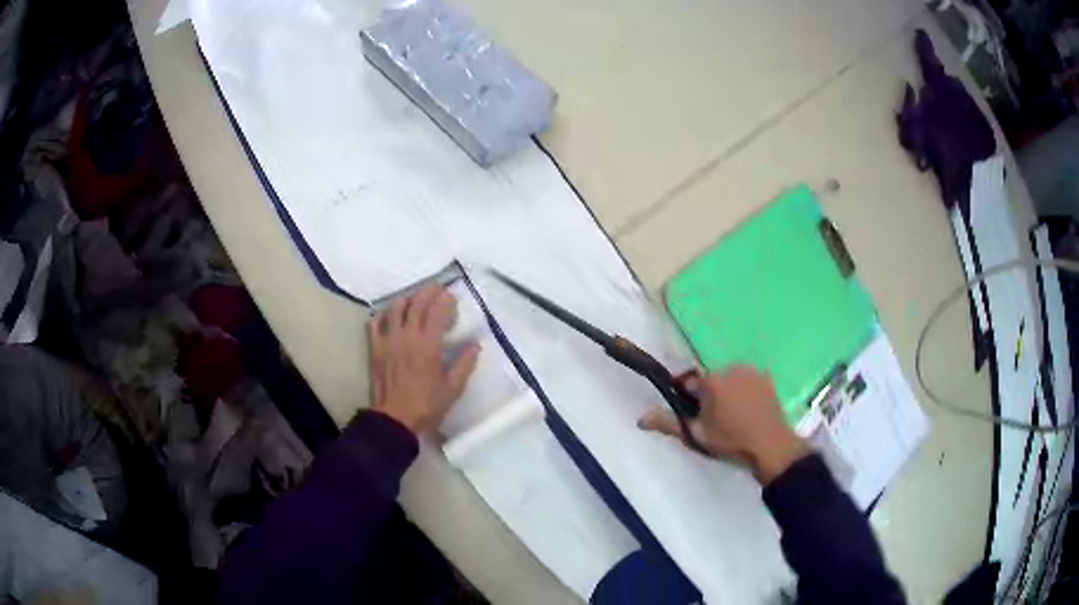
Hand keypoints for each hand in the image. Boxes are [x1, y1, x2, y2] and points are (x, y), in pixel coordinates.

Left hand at [367, 285, 480, 434]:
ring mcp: (388, 341)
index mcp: (428, 345)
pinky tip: (389, 318)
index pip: (437, 311)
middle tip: (437, 289)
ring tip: (414, 299)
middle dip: (428, 292)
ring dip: (406, 299)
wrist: (394, 420)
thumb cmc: (426, 406)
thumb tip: (475, 345)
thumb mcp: (453, 388)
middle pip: (416, 304)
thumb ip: (465, 364)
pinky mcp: (375, 349)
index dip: (445, 300)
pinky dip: (383, 316)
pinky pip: (374, 324)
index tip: (452, 296)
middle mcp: (407, 336)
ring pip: (394, 309)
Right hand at [638, 366, 808, 483]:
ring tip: (733, 418)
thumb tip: (640, 418)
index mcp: (711, 379)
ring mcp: (752, 371)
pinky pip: (748, 381)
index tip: (694, 416)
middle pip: (711, 379)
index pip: (690, 382)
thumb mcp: (696, 435)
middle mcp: (731, 368)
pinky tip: (749, 412)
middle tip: (714, 421)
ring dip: (727, 392)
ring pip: (730, 379)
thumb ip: (668, 423)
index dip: (689, 400)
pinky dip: (744, 392)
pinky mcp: (767, 379)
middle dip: (709, 396)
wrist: (770, 446)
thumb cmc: (731, 441)